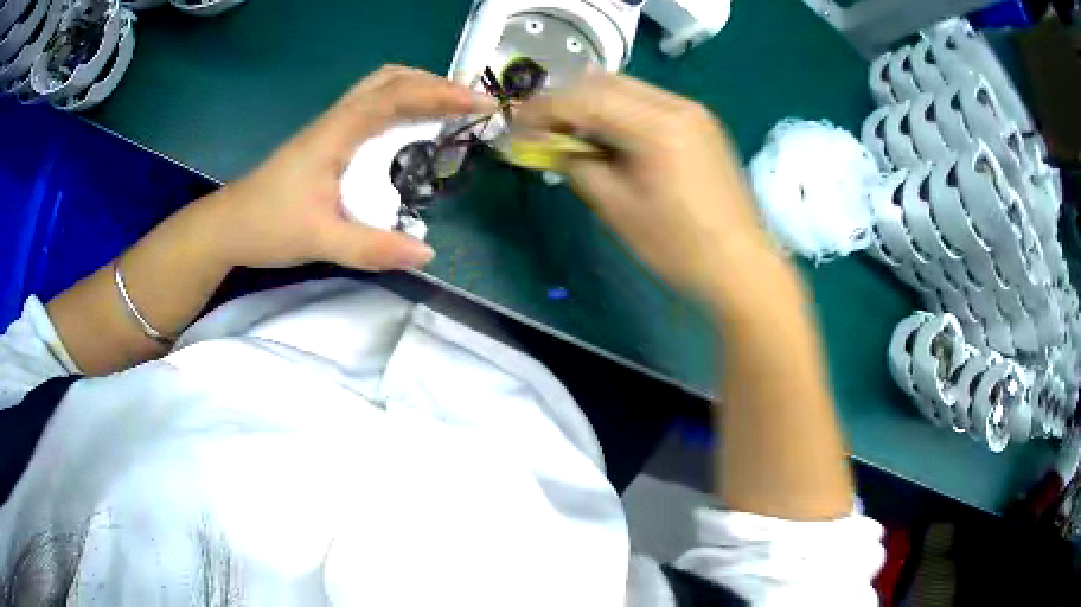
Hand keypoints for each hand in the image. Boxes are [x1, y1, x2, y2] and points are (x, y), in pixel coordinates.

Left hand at [202, 65, 493, 271]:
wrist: (227, 227)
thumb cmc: (267, 227)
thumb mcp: (320, 241)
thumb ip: (372, 248)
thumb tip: (427, 253)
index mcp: (336, 134)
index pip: (395, 96)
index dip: (441, 95)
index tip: (481, 104)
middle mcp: (336, 119)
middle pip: (391, 78)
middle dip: (435, 83)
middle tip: (470, 104)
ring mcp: (331, 126)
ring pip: (381, 87)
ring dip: (419, 89)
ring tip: (452, 110)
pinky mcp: (328, 139)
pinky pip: (373, 107)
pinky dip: (403, 106)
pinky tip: (413, 129)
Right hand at [517, 74, 772, 299]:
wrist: (741, 265)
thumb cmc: (678, 247)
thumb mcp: (616, 209)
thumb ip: (578, 165)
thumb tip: (552, 145)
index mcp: (657, 126)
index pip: (585, 98)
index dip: (544, 109)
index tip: (518, 126)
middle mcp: (677, 105)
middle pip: (605, 82)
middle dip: (566, 100)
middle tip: (542, 129)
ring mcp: (693, 111)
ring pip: (627, 88)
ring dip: (592, 103)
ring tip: (572, 133)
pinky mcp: (701, 123)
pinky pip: (649, 101)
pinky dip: (620, 111)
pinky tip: (610, 136)